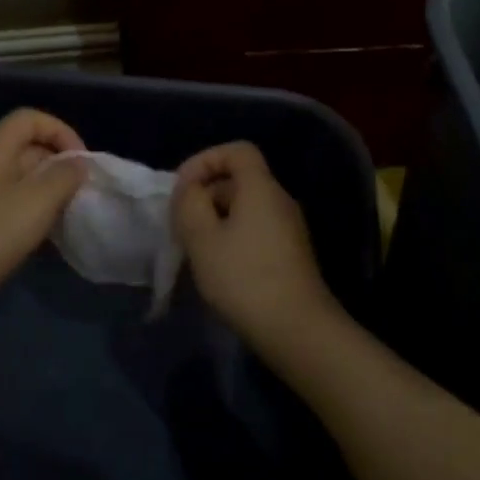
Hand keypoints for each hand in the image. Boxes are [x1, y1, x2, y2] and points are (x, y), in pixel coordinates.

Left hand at [0, 109, 87, 325]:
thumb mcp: (37, 202)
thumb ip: (64, 176)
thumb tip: (78, 163)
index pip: (28, 119)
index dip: (60, 131)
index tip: (81, 161)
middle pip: (26, 148)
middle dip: (58, 164)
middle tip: (79, 193)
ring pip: (20, 179)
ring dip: (48, 192)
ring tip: (67, 215)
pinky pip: (10, 204)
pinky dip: (32, 213)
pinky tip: (46, 237)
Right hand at [172, 142, 339, 348]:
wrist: (296, 328)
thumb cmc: (244, 278)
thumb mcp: (202, 238)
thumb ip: (189, 204)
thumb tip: (191, 190)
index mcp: (261, 188)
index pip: (237, 151)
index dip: (205, 160)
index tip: (183, 188)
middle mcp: (280, 200)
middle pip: (240, 179)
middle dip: (206, 194)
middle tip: (183, 224)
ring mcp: (290, 228)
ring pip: (247, 207)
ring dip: (217, 219)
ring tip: (196, 248)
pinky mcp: (291, 253)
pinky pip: (257, 229)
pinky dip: (233, 237)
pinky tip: (220, 266)